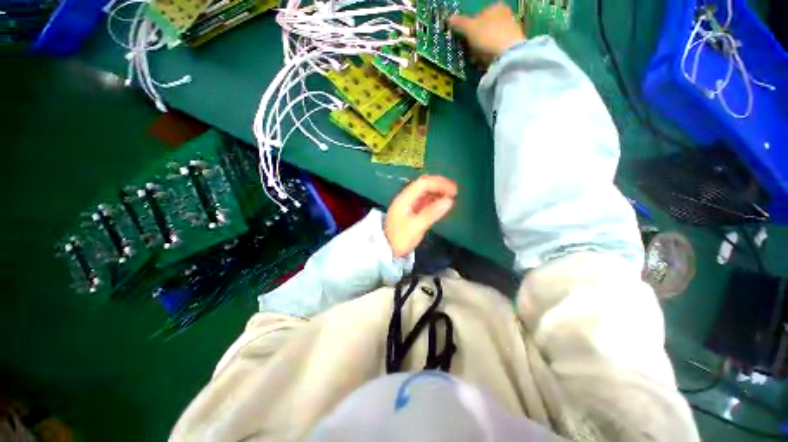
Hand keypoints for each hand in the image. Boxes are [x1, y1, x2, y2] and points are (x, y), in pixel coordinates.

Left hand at [385, 175, 456, 257]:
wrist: (387, 250)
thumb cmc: (400, 239)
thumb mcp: (416, 227)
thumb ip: (432, 213)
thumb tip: (450, 200)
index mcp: (405, 199)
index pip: (423, 183)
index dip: (440, 183)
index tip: (454, 190)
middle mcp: (406, 198)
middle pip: (424, 184)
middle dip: (440, 185)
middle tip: (455, 192)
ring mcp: (409, 203)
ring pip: (425, 192)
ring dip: (438, 191)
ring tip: (452, 197)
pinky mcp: (411, 210)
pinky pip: (425, 200)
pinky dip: (435, 199)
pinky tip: (442, 204)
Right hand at [448, 3, 525, 65]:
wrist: (508, 54)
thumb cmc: (487, 36)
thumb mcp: (470, 29)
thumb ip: (459, 23)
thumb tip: (449, 18)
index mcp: (496, 6)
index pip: (479, 16)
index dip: (470, 28)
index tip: (465, 39)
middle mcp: (506, 14)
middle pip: (485, 28)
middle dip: (477, 39)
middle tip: (470, 51)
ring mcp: (511, 30)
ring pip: (491, 39)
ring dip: (483, 49)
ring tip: (478, 58)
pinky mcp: (513, 45)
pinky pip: (497, 49)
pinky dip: (490, 55)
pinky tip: (486, 61)